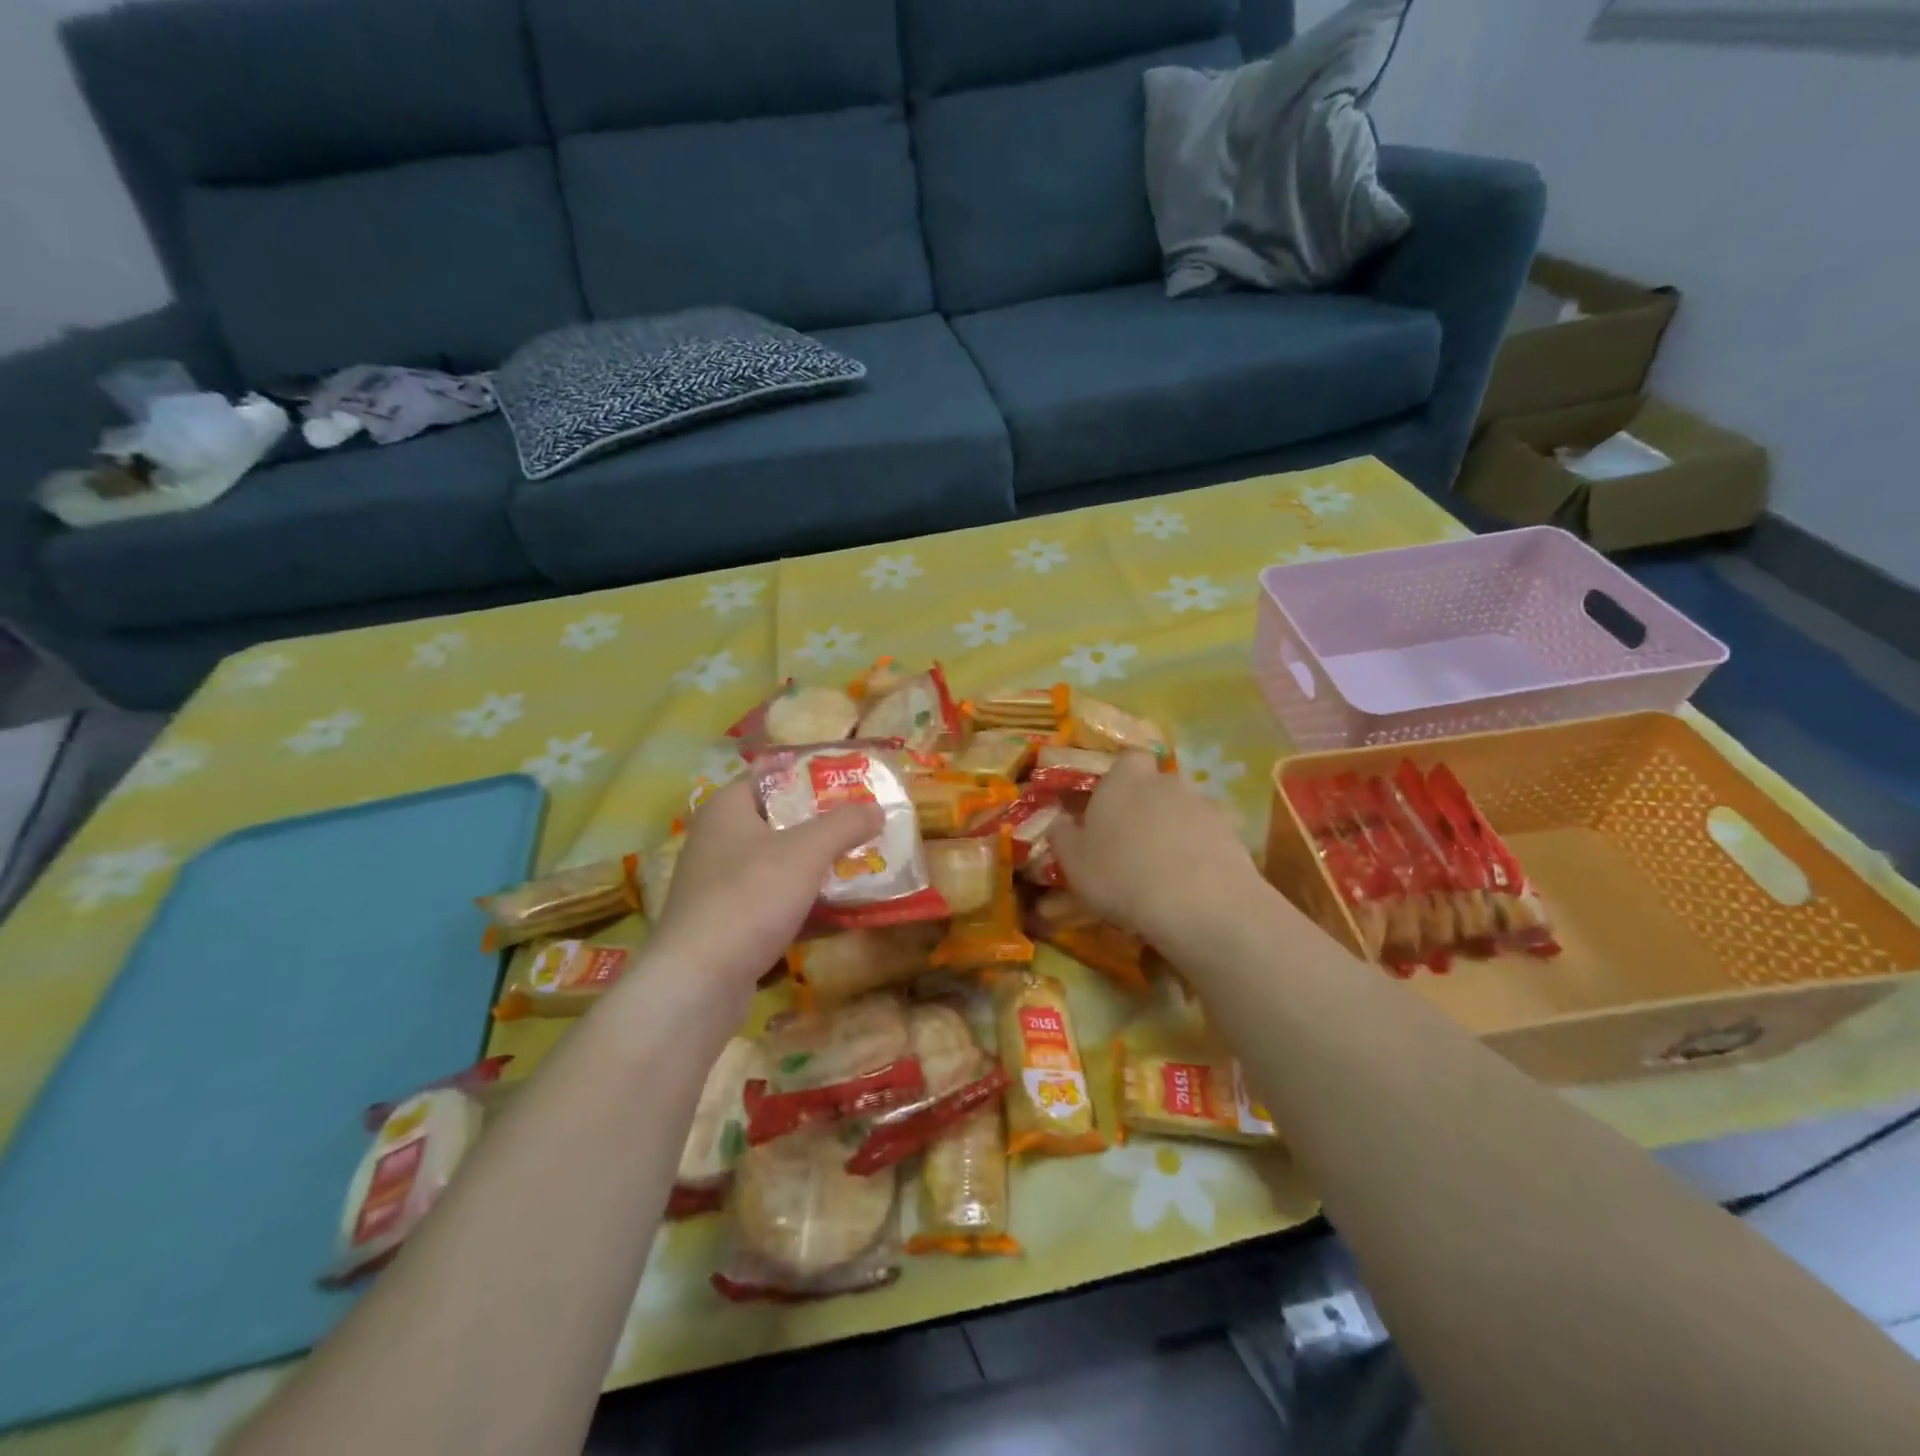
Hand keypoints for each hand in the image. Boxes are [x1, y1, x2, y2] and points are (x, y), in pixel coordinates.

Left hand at [642, 778, 882, 997]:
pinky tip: (838, 909)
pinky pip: (773, 900)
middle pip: (778, 820)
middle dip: (822, 823)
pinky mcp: (727, 922)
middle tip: (865, 823)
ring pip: (778, 863)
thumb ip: (844, 824)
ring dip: (816, 865)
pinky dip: (803, 901)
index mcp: (726, 809)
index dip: (810, 774)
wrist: (698, 983)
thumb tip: (877, 807)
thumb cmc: (750, 897)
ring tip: (861, 862)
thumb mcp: (806, 851)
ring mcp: (719, 885)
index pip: (769, 776)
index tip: (850, 780)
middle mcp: (717, 841)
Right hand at [1048, 752, 1267, 951]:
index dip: (1120, 779)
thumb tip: (1060, 821)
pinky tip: (1191, 885)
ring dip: (1175, 831)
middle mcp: (1166, 782)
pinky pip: (1209, 838)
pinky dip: (1200, 854)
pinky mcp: (1232, 834)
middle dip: (1147, 807)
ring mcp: (1204, 806)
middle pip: (1156, 785)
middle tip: (1133, 843)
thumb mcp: (1074, 862)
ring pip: (1183, 811)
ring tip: (1164, 870)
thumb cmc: (1122, 875)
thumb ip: (1063, 836)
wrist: (1199, 905)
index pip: (1127, 759)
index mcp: (1124, 779)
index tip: (1110, 807)